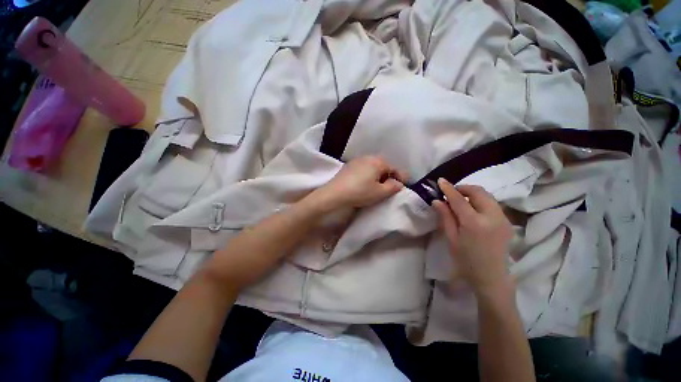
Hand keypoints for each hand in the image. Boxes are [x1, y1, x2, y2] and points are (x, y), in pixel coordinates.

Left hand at [315, 156, 407, 208]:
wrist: (335, 193)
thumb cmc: (360, 192)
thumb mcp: (380, 192)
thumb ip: (393, 187)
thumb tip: (398, 183)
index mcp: (378, 161)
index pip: (394, 168)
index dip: (400, 177)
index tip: (403, 186)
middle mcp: (368, 157)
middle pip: (383, 166)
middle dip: (388, 176)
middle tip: (388, 188)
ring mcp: (357, 160)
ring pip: (373, 167)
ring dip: (377, 176)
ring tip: (376, 187)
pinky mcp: (348, 166)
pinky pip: (363, 169)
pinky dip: (367, 175)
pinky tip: (364, 184)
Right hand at [432, 178, 512, 294]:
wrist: (491, 278)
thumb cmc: (466, 260)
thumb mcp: (451, 239)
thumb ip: (445, 217)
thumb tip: (437, 200)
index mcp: (474, 223)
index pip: (459, 199)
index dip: (448, 188)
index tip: (440, 181)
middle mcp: (492, 217)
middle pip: (478, 192)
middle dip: (463, 188)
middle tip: (451, 193)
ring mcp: (503, 219)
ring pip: (487, 196)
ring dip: (472, 194)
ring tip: (460, 200)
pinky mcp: (507, 222)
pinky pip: (493, 204)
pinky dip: (480, 201)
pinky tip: (472, 209)